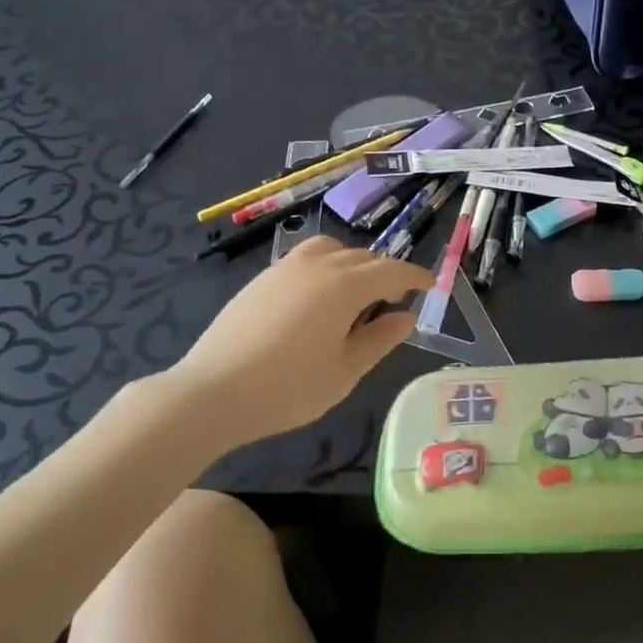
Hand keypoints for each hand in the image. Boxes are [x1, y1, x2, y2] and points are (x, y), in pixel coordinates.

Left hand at [168, 237, 431, 445]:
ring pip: (331, 250)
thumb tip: (406, 317)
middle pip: (362, 257)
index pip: (391, 270)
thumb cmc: (288, 388)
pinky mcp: (261, 279)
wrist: (212, 392)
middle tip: (394, 300)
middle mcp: (318, 265)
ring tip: (355, 293)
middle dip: (384, 273)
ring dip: (352, 264)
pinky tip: (317, 300)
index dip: (415, 275)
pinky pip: (305, 260)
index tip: (430, 285)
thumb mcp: (345, 372)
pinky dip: (324, 268)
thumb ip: (380, 340)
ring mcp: (285, 268)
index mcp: (345, 285)